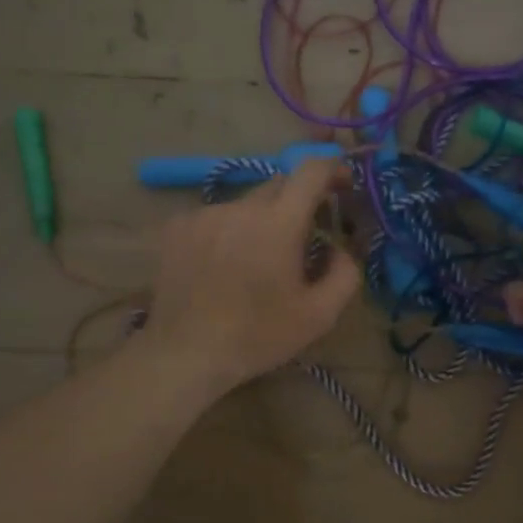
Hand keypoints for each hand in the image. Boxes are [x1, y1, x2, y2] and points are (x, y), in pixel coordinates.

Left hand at [142, 158, 361, 395]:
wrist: (186, 353)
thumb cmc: (258, 336)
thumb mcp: (318, 316)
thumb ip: (345, 274)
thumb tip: (341, 249)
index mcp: (279, 223)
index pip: (311, 171)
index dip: (333, 168)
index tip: (344, 183)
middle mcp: (240, 207)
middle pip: (278, 186)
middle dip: (298, 203)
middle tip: (303, 238)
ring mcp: (204, 214)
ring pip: (245, 205)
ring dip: (260, 222)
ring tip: (255, 262)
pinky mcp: (177, 227)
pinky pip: (215, 218)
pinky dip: (228, 232)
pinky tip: (222, 266)